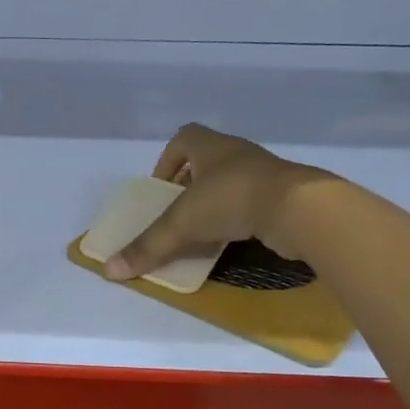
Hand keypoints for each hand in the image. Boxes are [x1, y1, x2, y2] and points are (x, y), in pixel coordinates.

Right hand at [104, 123, 338, 279]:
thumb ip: (149, 246)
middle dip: (190, 186)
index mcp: (211, 146)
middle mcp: (238, 154)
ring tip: (202, 230)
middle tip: (177, 212)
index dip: (168, 160)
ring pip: (232, 183)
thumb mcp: (182, 223)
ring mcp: (265, 174)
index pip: (185, 138)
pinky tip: (232, 240)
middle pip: (207, 162)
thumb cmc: (232, 199)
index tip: (161, 188)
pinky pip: (253, 203)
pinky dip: (239, 219)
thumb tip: (109, 270)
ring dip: (216, 203)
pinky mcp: (284, 197)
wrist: (300, 209)